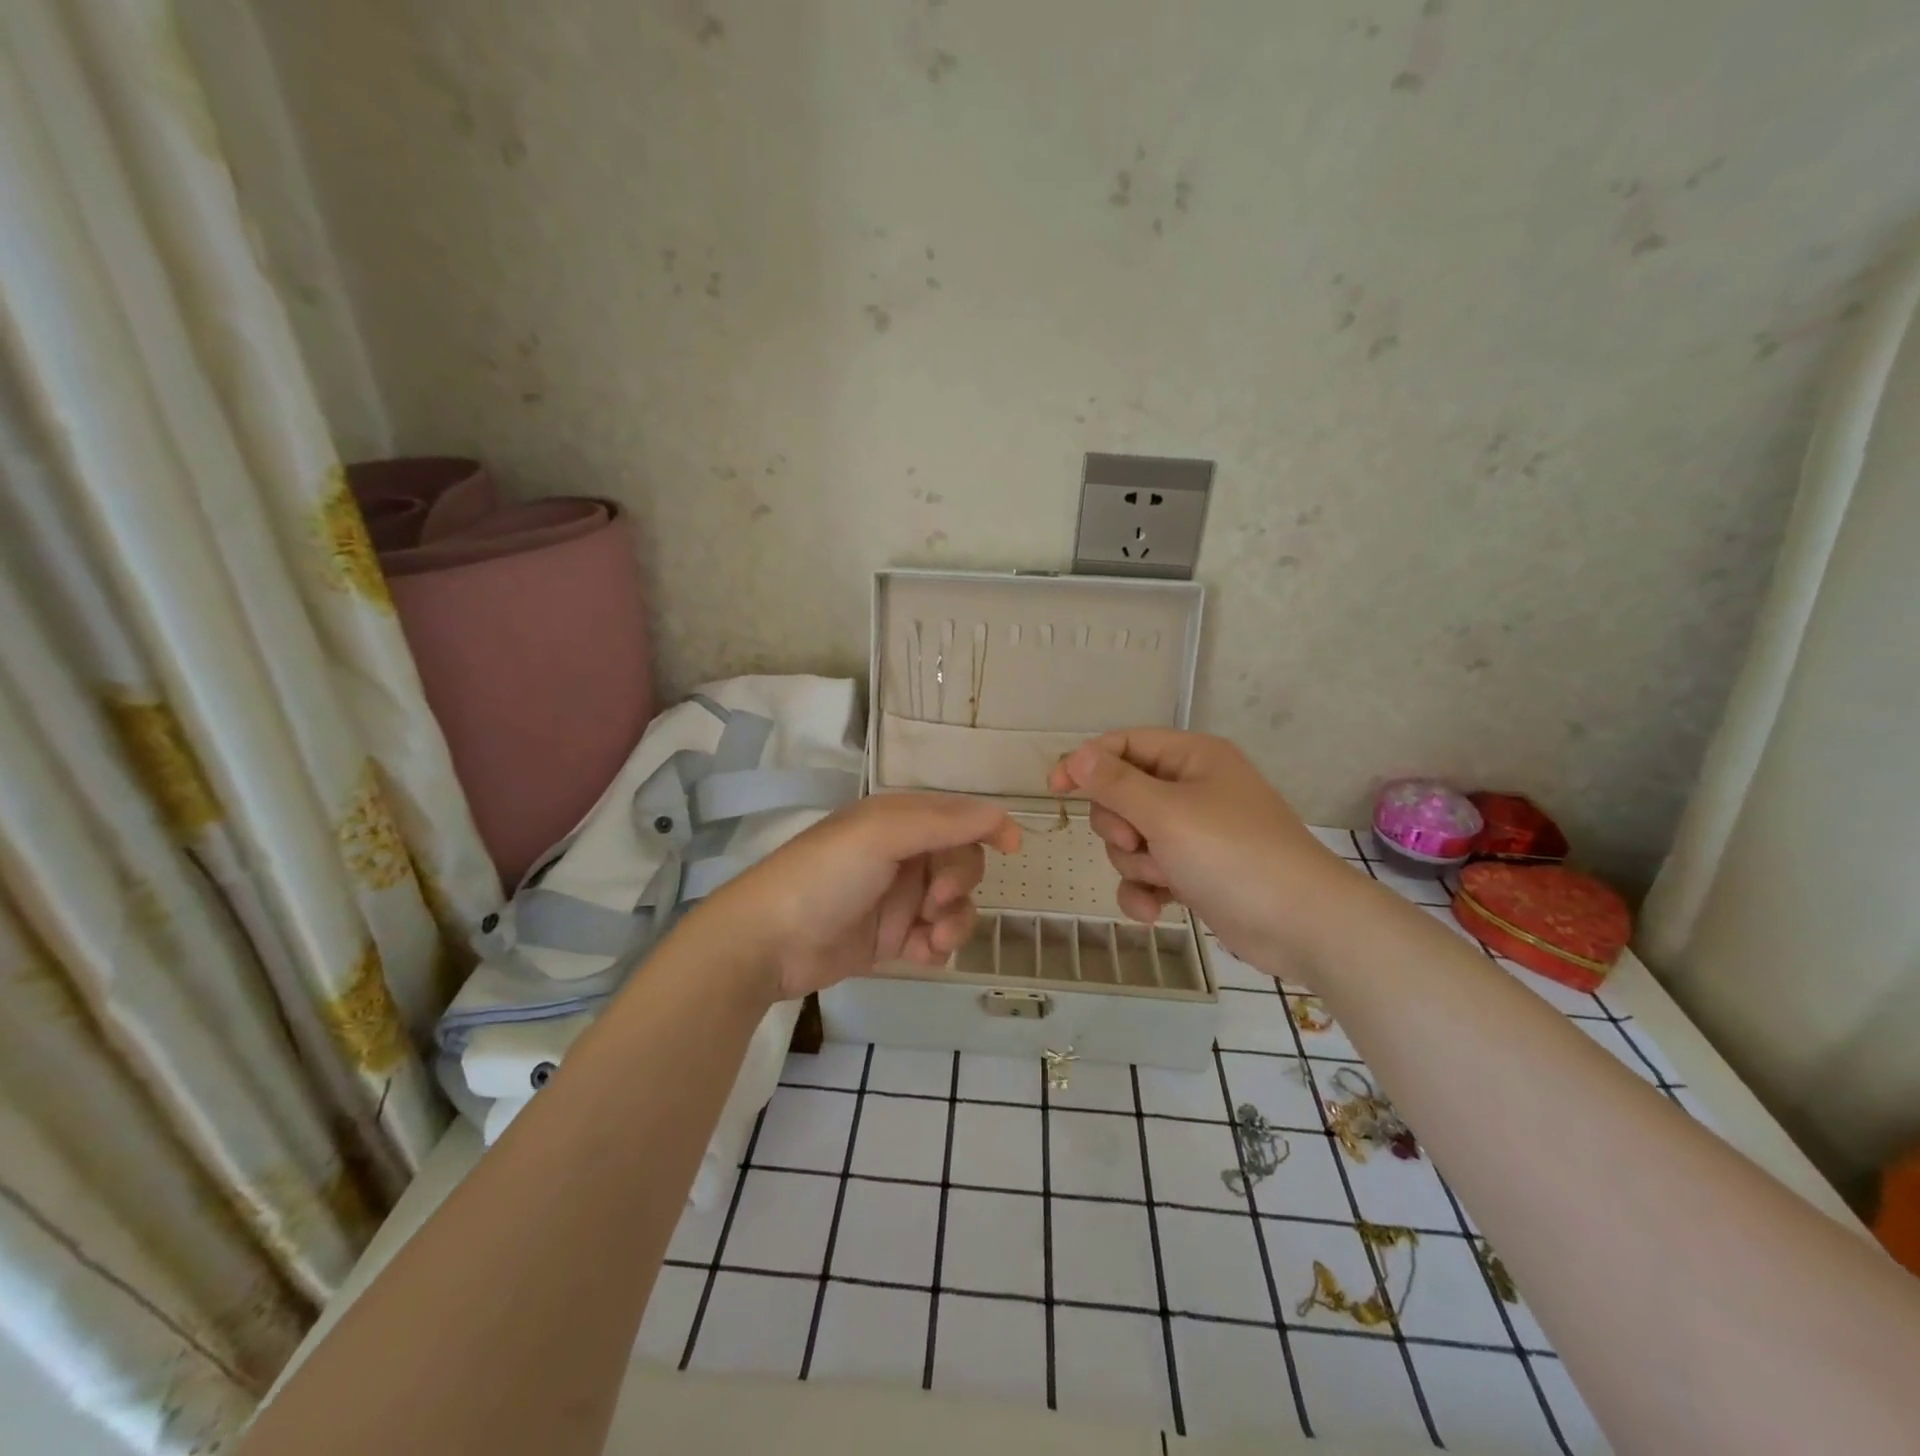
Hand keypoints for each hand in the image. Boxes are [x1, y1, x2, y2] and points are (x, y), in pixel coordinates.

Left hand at [705, 793, 1021, 1001]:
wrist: (769, 943)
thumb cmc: (825, 876)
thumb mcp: (881, 834)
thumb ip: (942, 822)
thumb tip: (999, 815)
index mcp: (897, 820)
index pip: (956, 815)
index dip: (987, 827)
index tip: (1014, 847)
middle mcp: (901, 854)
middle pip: (961, 861)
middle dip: (959, 882)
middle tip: (935, 900)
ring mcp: (897, 898)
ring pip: (954, 904)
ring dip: (954, 921)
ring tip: (932, 938)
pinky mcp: (891, 938)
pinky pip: (935, 937)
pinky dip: (937, 945)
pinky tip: (920, 955)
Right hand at [1048, 729, 1361, 975]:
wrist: (1302, 925)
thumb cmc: (1233, 854)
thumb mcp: (1166, 813)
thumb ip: (1115, 783)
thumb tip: (1077, 755)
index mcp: (1192, 758)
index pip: (1124, 744)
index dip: (1086, 762)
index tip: (1055, 788)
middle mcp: (1192, 789)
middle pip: (1122, 796)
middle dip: (1120, 826)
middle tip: (1137, 842)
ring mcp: (1194, 834)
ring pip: (1131, 839)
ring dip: (1136, 864)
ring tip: (1164, 880)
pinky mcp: (1195, 873)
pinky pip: (1148, 873)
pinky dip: (1146, 891)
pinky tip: (1156, 911)